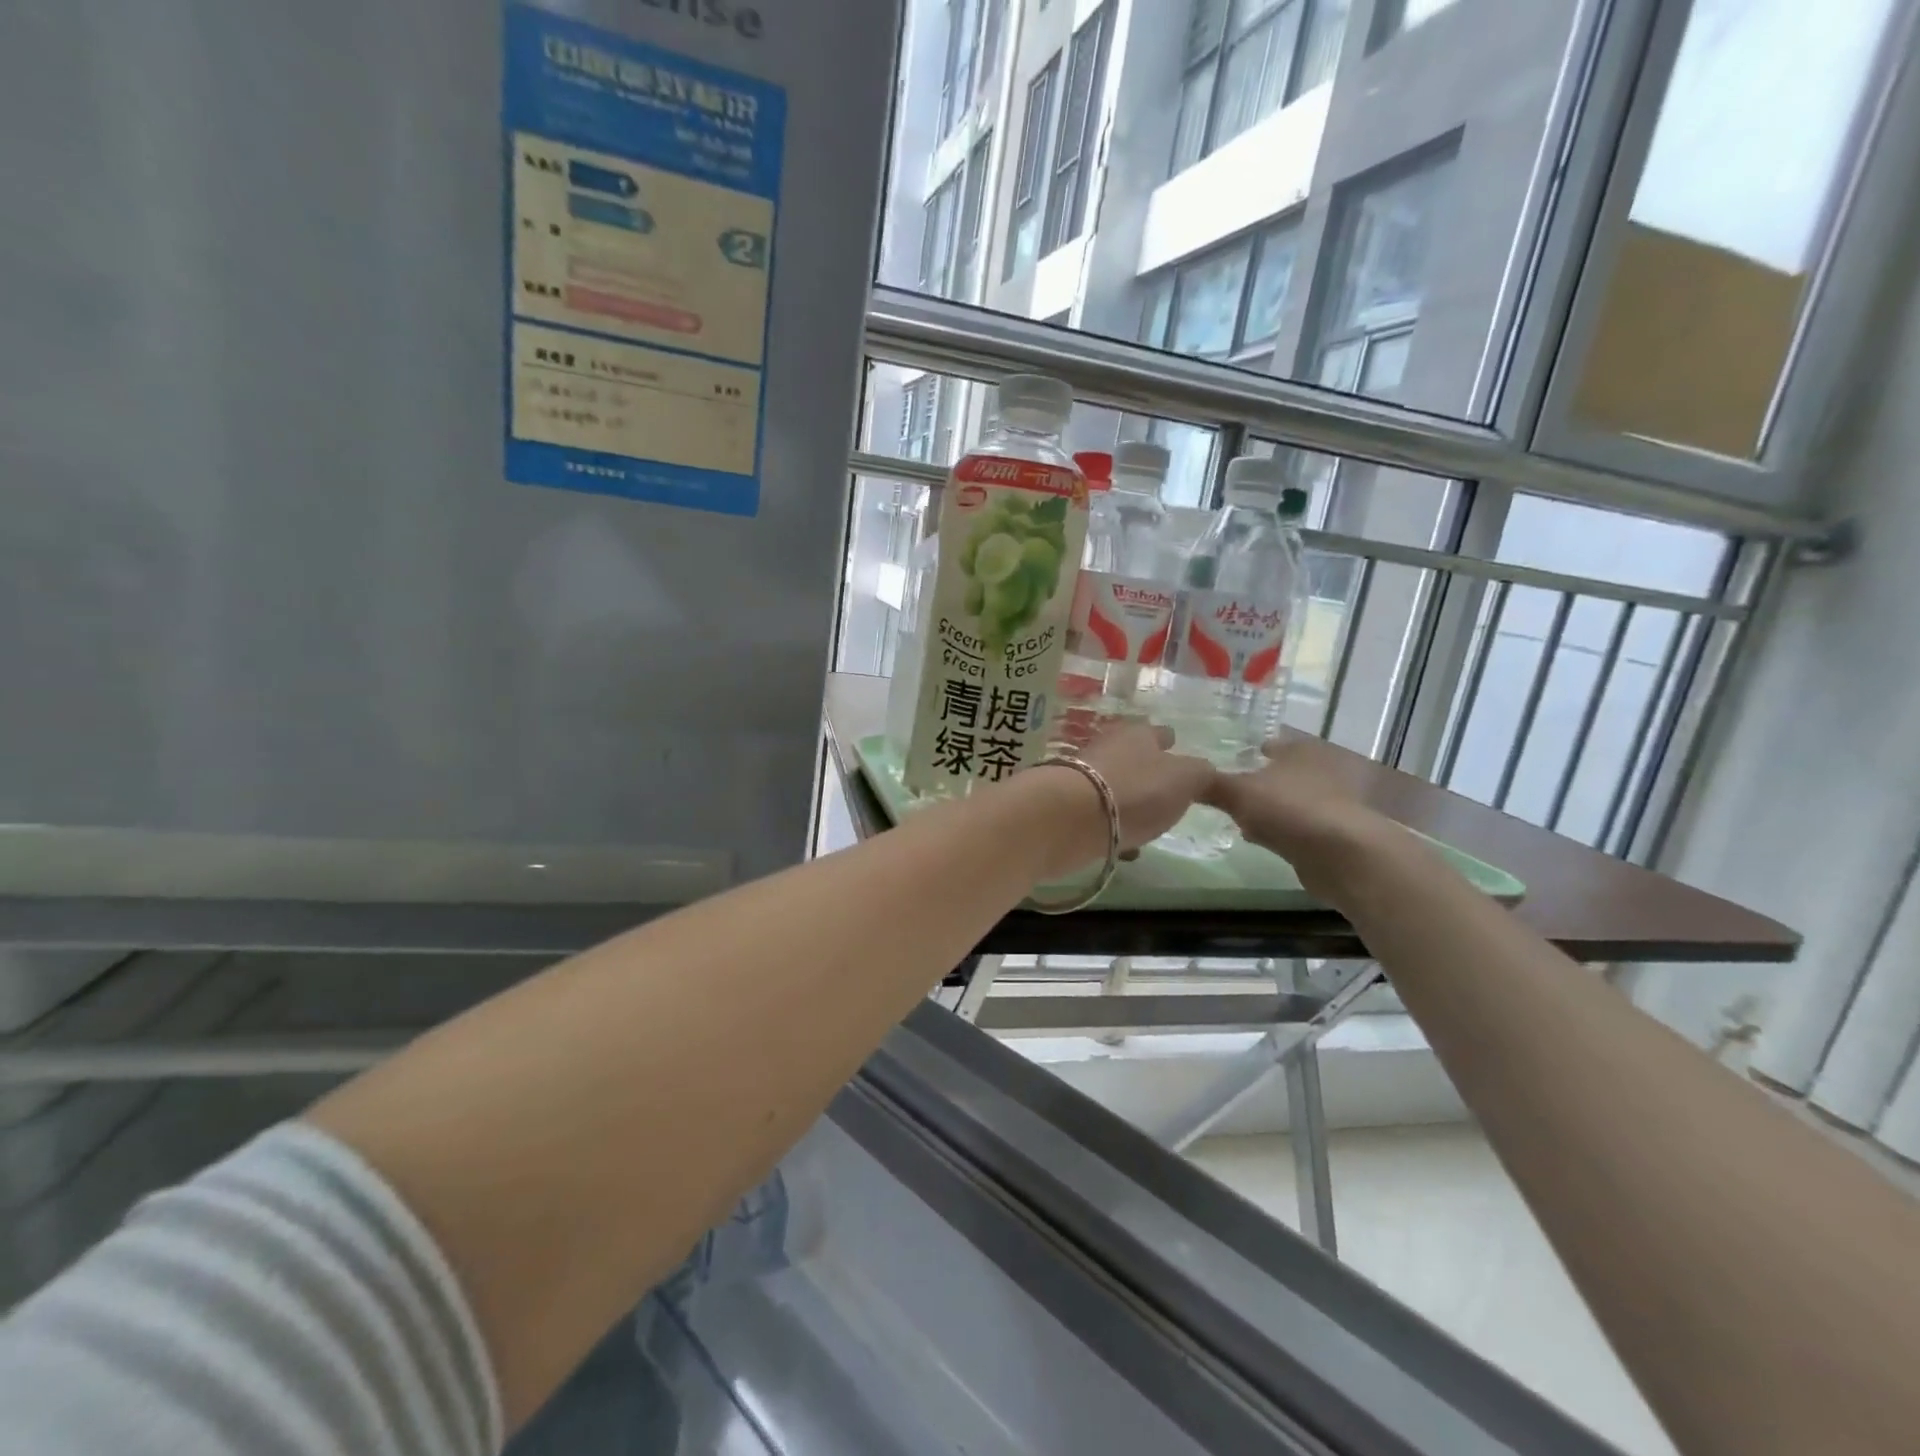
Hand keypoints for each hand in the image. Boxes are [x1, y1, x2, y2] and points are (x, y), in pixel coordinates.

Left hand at [1077, 720, 1217, 854]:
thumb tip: (1204, 774)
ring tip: (1147, 825)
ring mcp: (1084, 778)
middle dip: (1148, 775)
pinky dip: (1113, 829)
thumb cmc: (1137, 790)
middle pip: (1133, 760)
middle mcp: (1108, 749)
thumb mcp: (1187, 779)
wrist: (1070, 817)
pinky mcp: (1068, 808)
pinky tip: (1125, 848)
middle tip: (1165, 794)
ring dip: (1130, 805)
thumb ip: (1202, 776)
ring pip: (1115, 788)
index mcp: (1137, 734)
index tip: (1175, 746)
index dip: (1170, 741)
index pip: (1159, 733)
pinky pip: (1100, 817)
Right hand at [1202, 731, 1403, 900]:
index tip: (1221, 761)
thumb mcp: (1237, 792)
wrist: (1343, 855)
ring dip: (1265, 807)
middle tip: (1222, 788)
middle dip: (1253, 780)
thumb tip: (1178, 778)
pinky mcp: (1330, 834)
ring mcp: (1328, 803)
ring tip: (1233, 815)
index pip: (1268, 743)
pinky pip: (1293, 826)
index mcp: (1298, 749)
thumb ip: (1208, 784)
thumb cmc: (1290, 809)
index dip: (1244, 750)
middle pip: (1277, 772)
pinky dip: (1277, 829)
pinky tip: (1257, 838)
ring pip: (1285, 800)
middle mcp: (1318, 770)